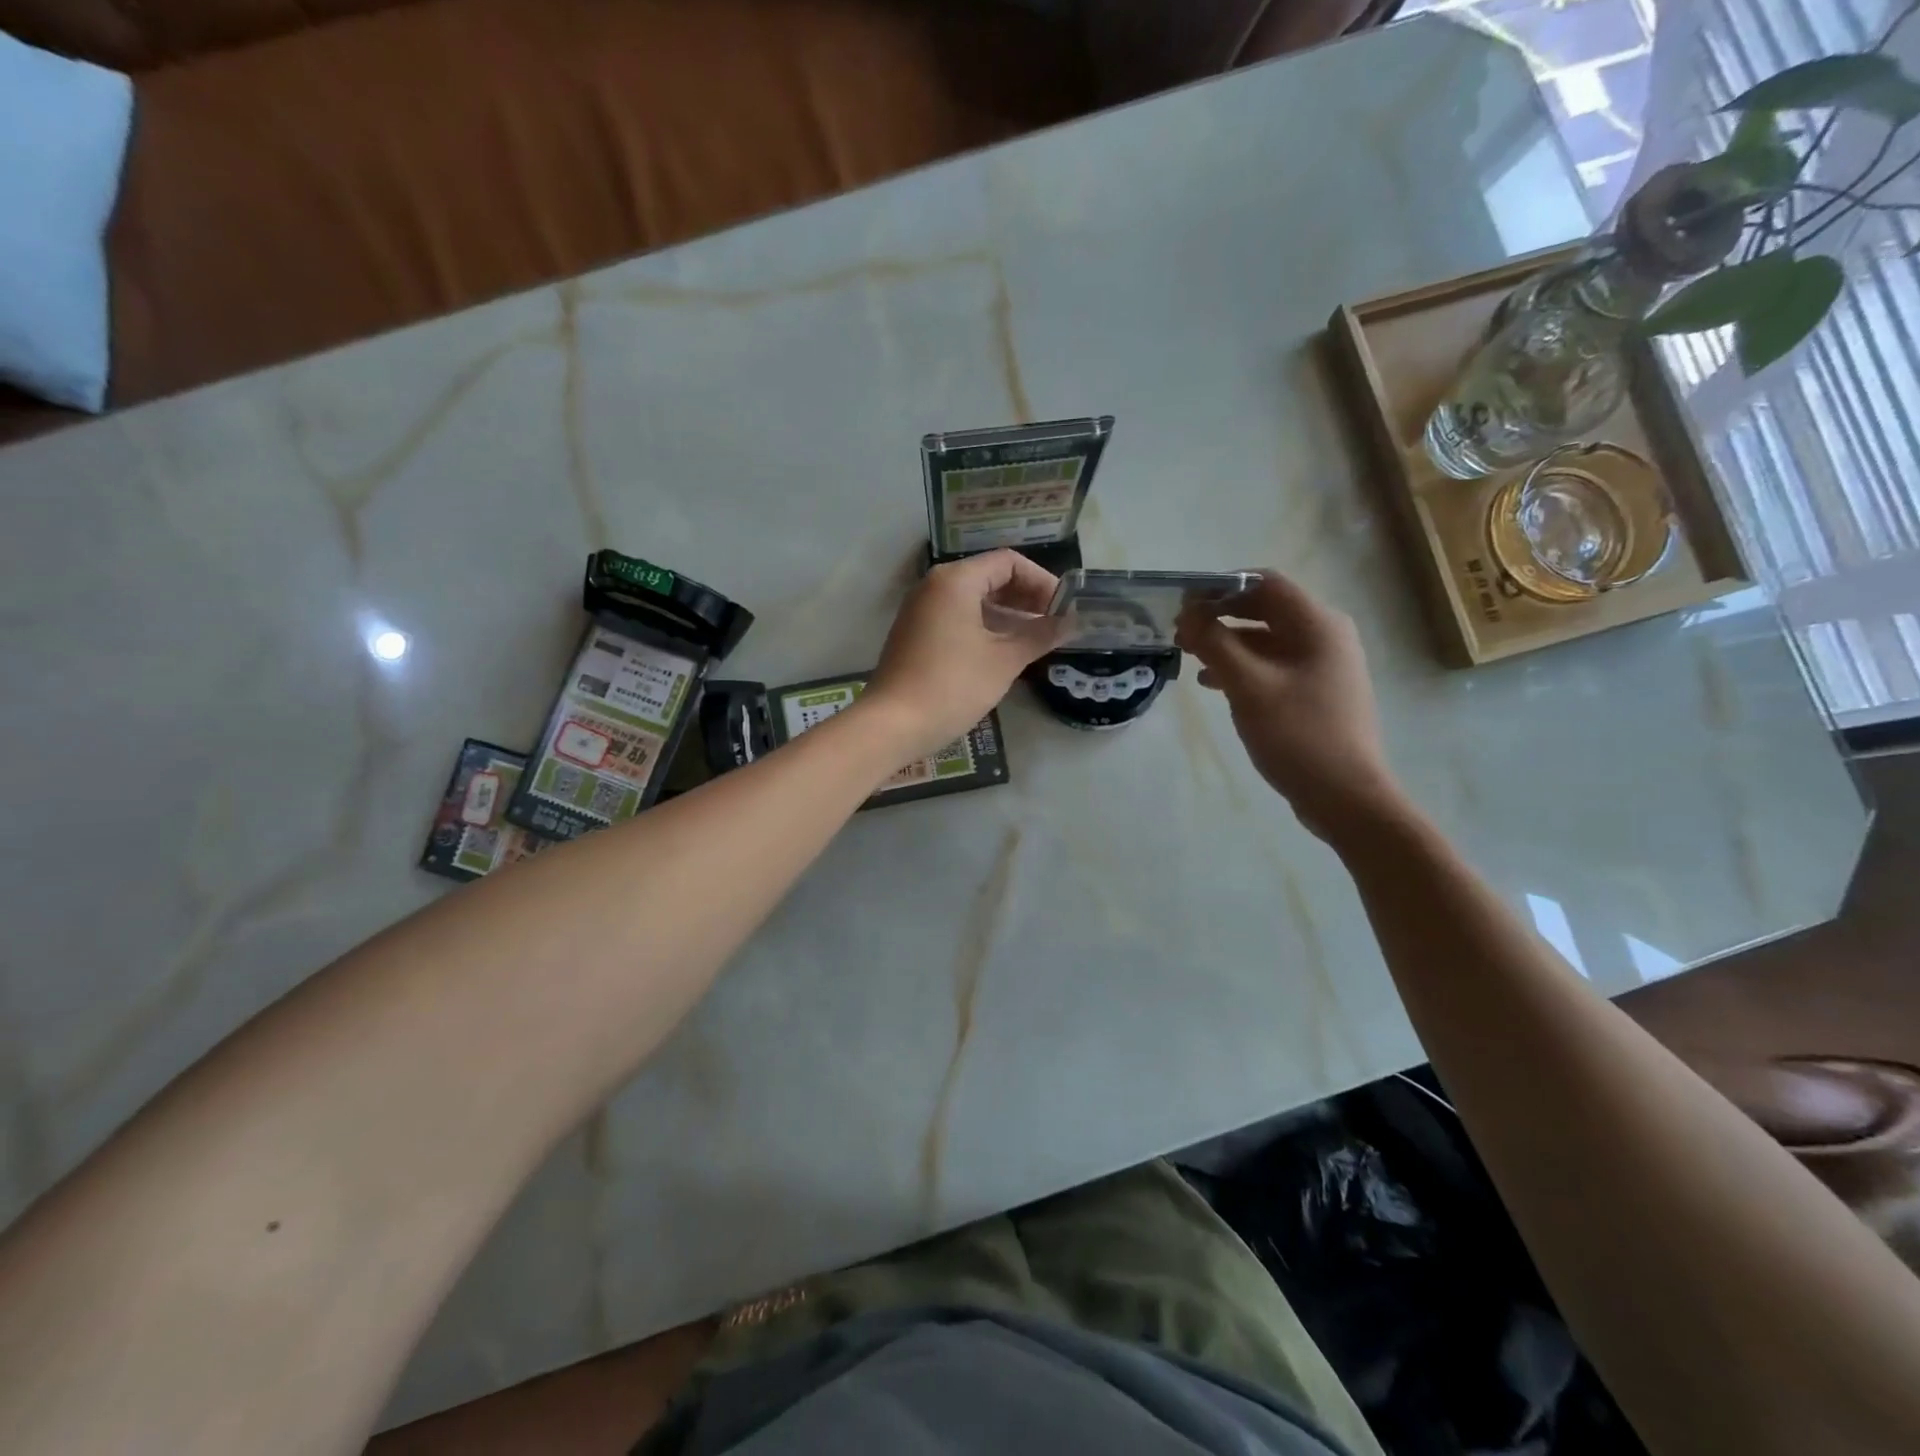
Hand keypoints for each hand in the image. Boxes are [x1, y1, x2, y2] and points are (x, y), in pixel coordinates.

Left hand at [863, 549, 1064, 762]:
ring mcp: (921, 610)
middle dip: (1026, 598)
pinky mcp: (916, 634)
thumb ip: (1039, 635)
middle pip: (990, 578)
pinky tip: (1005, 652)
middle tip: (1055, 624)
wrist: (893, 724)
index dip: (1041, 582)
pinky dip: (985, 627)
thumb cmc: (952, 686)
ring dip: (1008, 615)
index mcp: (956, 580)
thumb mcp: (1004, 660)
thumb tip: (1070, 622)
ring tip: (1037, 640)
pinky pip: (958, 618)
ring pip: (974, 600)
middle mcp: (935, 586)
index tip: (1064, 609)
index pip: (1009, 563)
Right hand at [1175, 572, 1402, 840]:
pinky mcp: (1316, 692)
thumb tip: (1188, 615)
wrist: (1345, 796)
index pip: (1265, 583)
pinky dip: (1243, 667)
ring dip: (1228, 643)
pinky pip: (1274, 666)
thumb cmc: (1298, 734)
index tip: (1184, 603)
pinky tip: (1213, 684)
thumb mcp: (1249, 686)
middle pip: (1266, 609)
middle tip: (1181, 632)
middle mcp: (1326, 636)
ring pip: (1267, 639)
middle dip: (1221, 616)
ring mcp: (1324, 666)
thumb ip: (1215, 644)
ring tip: (1189, 656)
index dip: (1222, 587)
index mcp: (1317, 625)